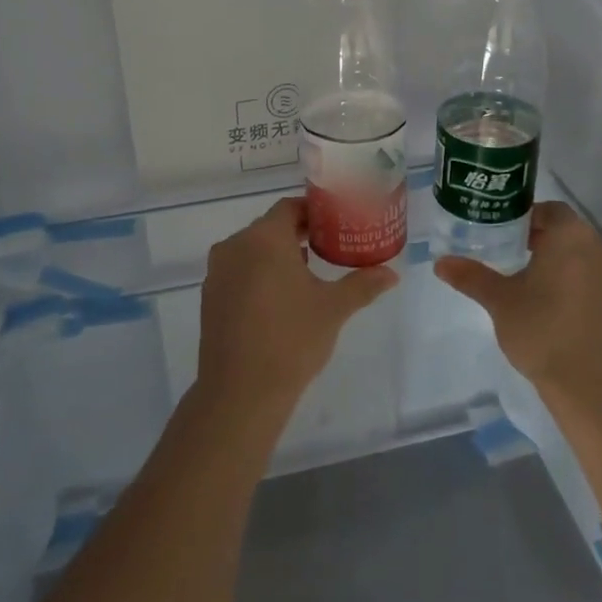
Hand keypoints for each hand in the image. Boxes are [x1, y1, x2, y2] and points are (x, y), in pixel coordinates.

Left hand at [196, 197, 397, 415]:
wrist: (240, 394)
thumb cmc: (291, 340)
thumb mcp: (333, 308)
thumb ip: (362, 284)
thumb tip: (392, 274)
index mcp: (264, 238)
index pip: (289, 207)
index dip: (313, 212)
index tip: (335, 223)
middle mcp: (235, 246)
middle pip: (269, 227)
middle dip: (298, 233)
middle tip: (328, 246)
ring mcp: (218, 272)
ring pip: (252, 250)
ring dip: (277, 255)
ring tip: (308, 272)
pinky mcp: (210, 296)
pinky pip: (238, 271)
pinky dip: (258, 274)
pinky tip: (279, 298)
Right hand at [435, 201, 601, 410]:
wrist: (595, 392)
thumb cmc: (541, 334)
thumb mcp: (500, 302)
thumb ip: (471, 277)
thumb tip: (441, 263)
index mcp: (571, 238)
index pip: (551, 212)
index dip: (530, 221)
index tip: (513, 240)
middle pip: (574, 236)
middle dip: (550, 246)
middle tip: (524, 267)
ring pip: (594, 263)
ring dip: (573, 270)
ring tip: (548, 296)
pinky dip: (594, 296)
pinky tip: (575, 322)